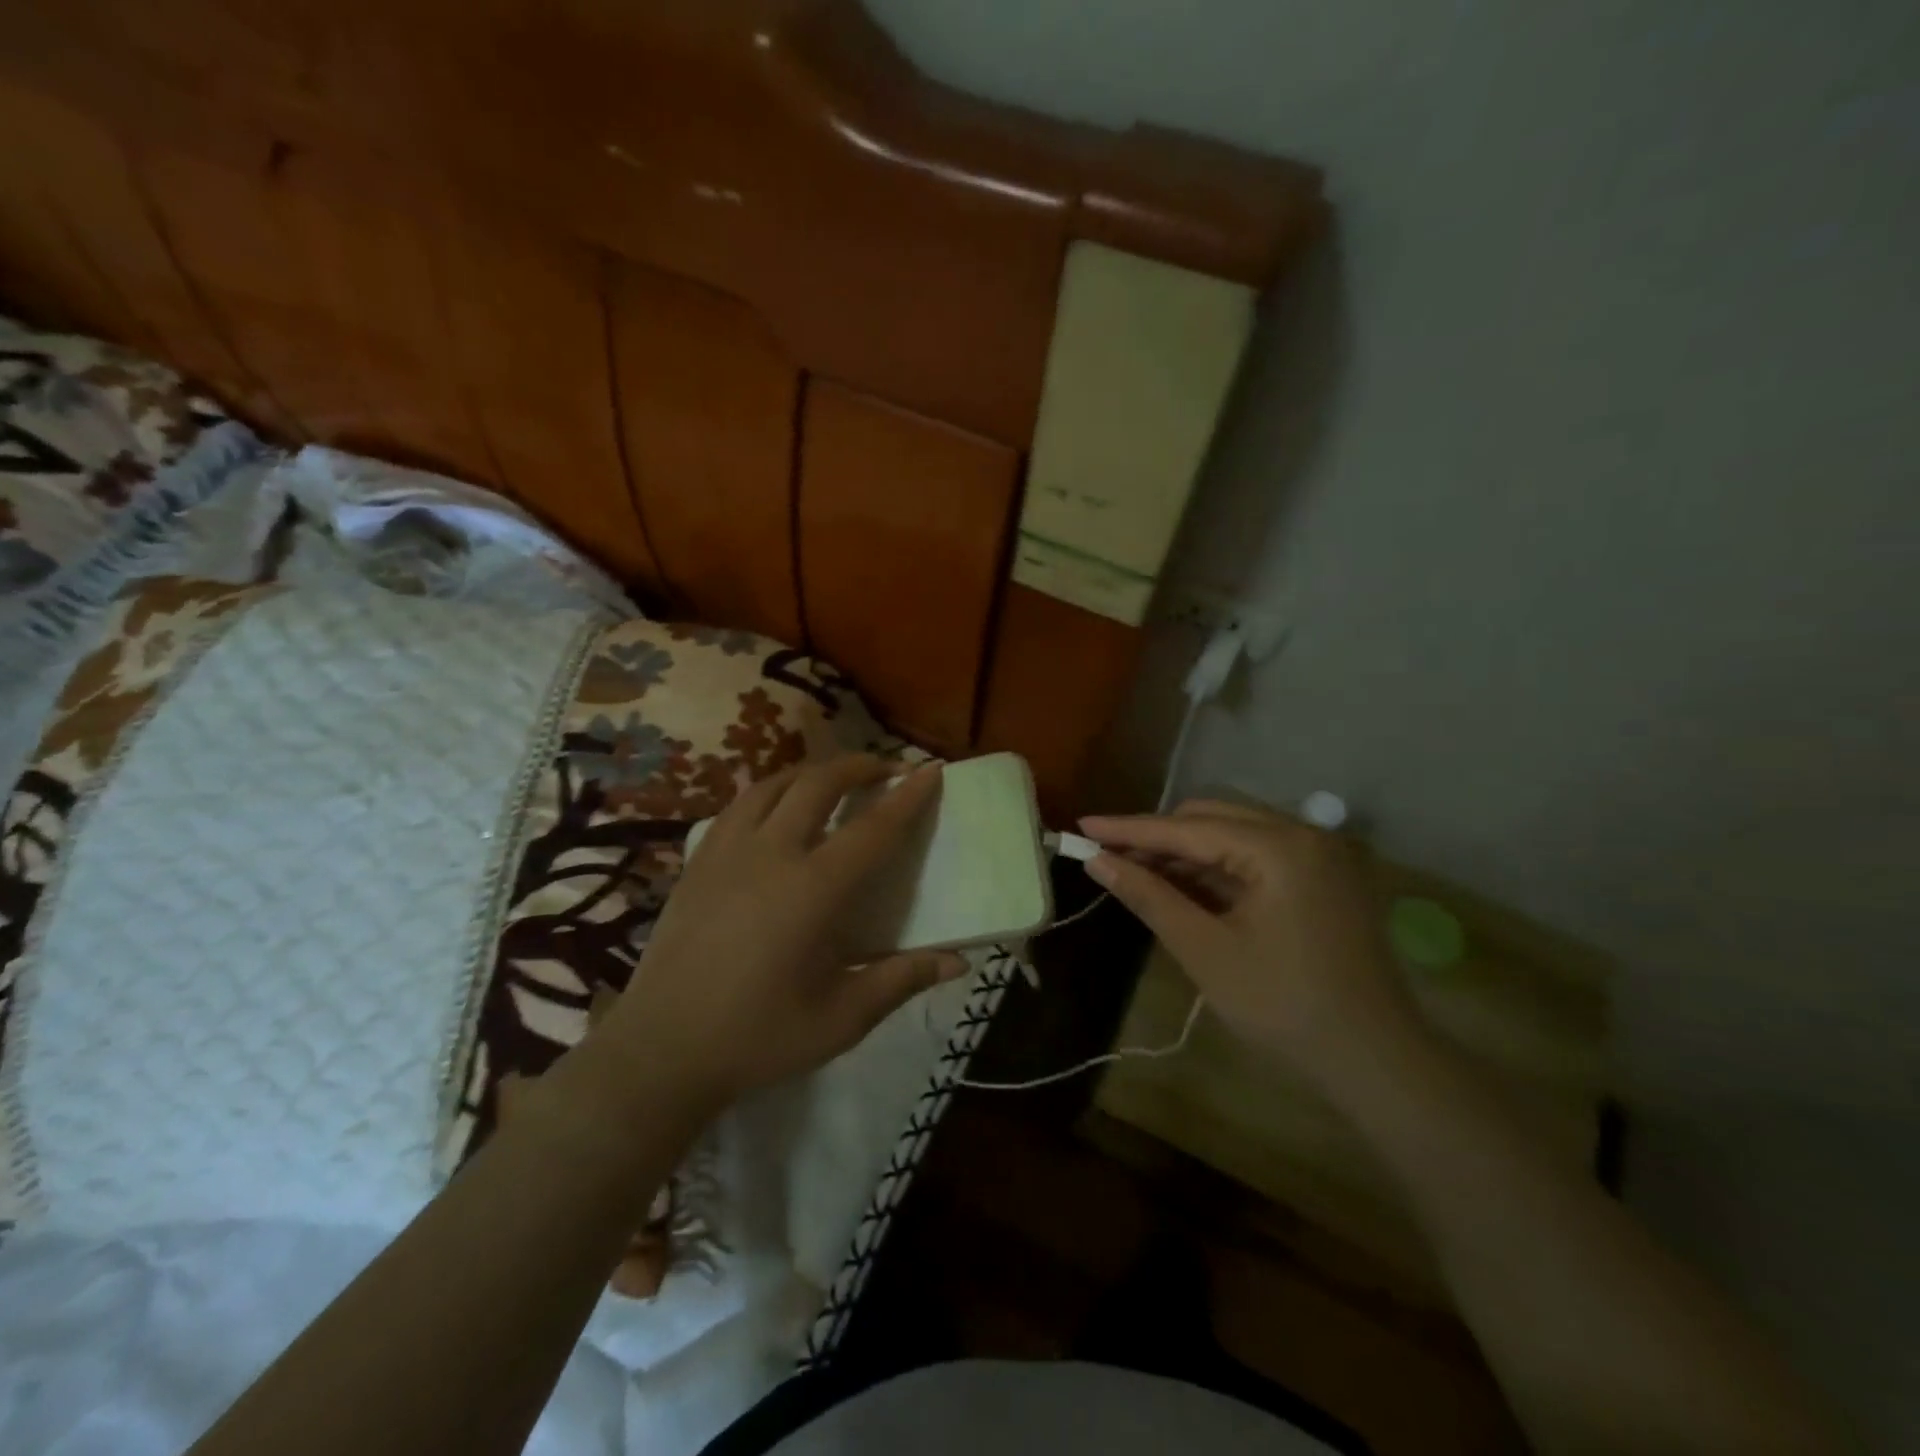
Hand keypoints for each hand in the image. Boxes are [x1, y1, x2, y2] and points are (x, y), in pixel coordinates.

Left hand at [595, 755, 967, 1109]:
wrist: (661, 1051)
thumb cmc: (759, 1037)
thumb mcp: (841, 1018)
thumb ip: (901, 980)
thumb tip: (959, 961)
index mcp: (812, 890)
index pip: (872, 829)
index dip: (906, 797)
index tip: (930, 770)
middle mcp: (770, 855)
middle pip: (818, 784)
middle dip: (858, 765)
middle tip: (885, 768)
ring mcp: (726, 852)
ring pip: (773, 784)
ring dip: (812, 771)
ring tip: (835, 778)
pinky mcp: (697, 862)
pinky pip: (739, 805)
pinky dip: (770, 791)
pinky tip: (776, 808)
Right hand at [1080, 800, 1420, 1089]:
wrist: (1375, 1060)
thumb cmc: (1283, 1006)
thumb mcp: (1204, 949)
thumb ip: (1149, 895)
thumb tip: (1097, 861)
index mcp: (1280, 847)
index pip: (1188, 827)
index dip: (1130, 829)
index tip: (1083, 826)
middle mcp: (1305, 833)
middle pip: (1214, 817)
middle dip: (1160, 836)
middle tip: (1111, 858)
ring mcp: (1321, 854)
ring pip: (1235, 833)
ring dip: (1188, 851)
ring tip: (1139, 871)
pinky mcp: (1325, 877)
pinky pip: (1259, 856)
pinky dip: (1219, 868)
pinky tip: (1186, 885)